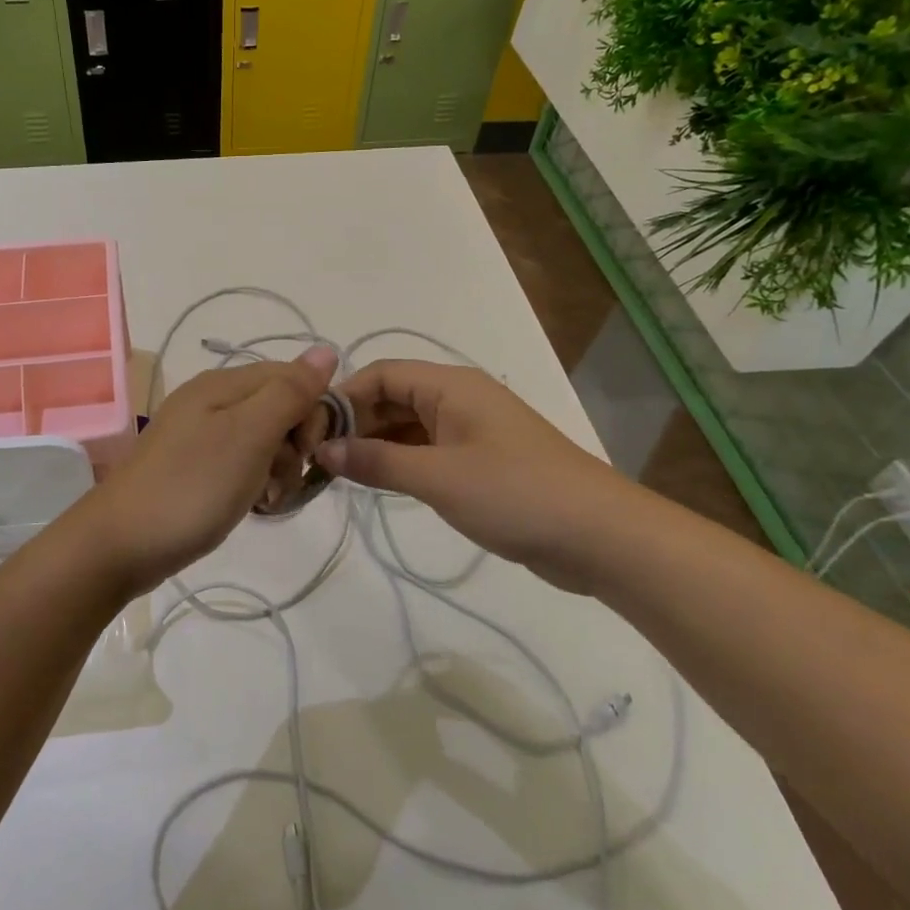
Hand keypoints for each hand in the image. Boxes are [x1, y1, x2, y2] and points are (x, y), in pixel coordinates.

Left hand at [78, 347, 337, 595]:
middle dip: (294, 445)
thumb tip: (326, 349)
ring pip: (263, 440)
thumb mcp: (248, 435)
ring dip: (277, 469)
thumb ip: (289, 392)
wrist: (121, 544)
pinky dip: (254, 482)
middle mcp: (211, 400)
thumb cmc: (191, 486)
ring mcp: (199, 434)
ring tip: (265, 500)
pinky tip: (251, 505)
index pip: (292, 378)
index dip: (312, 412)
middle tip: (280, 480)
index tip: (308, 453)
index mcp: (223, 384)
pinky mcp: (194, 466)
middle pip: (279, 408)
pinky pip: (241, 463)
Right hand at [312, 361, 627, 593]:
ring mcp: (472, 430)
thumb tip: (323, 449)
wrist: (599, 535)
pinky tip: (378, 483)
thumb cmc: (514, 493)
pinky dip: (400, 461)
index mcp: (450, 386)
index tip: (310, 431)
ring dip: (375, 444)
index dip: (343, 397)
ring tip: (338, 474)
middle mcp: (459, 398)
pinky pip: (427, 450)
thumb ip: (376, 461)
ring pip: (408, 425)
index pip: (381, 373)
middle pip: (393, 397)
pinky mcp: (481, 461)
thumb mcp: (437, 477)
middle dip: (355, 423)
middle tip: (318, 459)